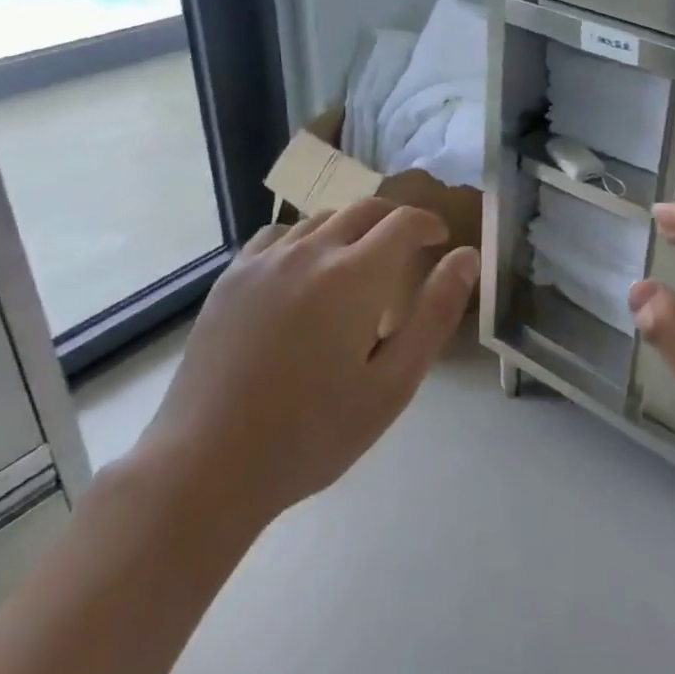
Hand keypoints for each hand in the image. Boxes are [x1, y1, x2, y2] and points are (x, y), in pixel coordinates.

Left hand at [135, 200, 479, 532]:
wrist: (208, 464)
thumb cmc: (312, 433)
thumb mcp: (392, 385)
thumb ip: (434, 314)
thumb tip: (466, 257)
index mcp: (353, 275)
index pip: (404, 222)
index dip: (429, 224)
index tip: (441, 242)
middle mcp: (310, 251)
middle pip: (364, 209)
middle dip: (396, 220)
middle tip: (410, 249)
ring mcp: (264, 260)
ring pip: (321, 218)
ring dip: (352, 228)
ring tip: (360, 262)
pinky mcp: (231, 276)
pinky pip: (278, 235)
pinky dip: (306, 238)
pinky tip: (304, 270)